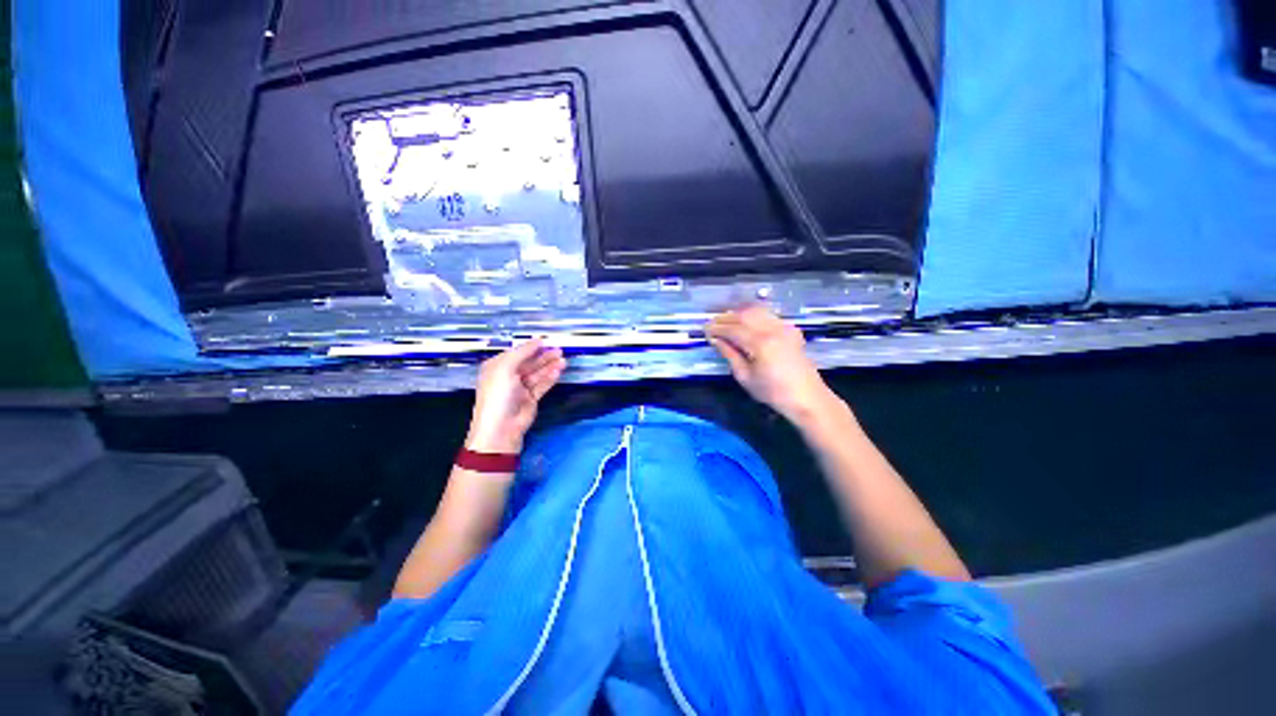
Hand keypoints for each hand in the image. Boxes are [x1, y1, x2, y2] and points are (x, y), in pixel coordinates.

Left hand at [465, 339, 566, 453]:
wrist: (501, 428)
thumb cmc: (497, 396)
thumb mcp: (505, 368)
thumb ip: (522, 352)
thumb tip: (537, 340)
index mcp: (497, 367)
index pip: (516, 353)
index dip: (530, 347)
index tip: (546, 340)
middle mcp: (508, 376)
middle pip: (529, 363)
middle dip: (544, 356)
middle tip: (559, 350)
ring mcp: (520, 389)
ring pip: (538, 374)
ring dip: (550, 366)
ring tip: (563, 360)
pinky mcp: (531, 399)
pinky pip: (542, 385)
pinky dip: (550, 378)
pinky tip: (558, 371)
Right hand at [707, 305, 837, 425]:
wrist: (806, 397)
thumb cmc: (773, 392)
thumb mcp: (745, 377)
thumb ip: (730, 355)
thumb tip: (716, 340)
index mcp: (760, 343)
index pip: (733, 329)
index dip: (717, 328)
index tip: (705, 330)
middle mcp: (772, 329)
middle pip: (744, 315)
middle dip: (726, 318)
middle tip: (713, 324)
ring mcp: (784, 327)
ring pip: (757, 310)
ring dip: (739, 313)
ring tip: (727, 322)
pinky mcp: (790, 329)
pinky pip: (768, 315)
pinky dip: (753, 315)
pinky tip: (746, 323)